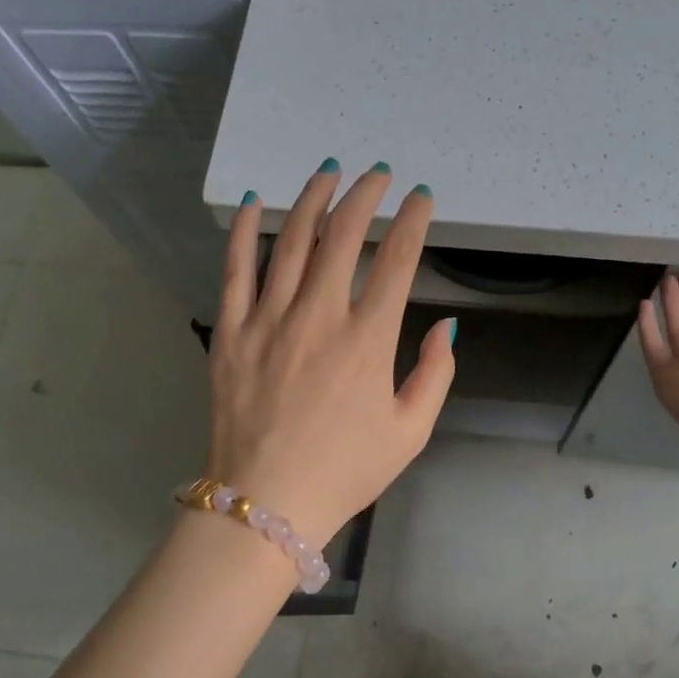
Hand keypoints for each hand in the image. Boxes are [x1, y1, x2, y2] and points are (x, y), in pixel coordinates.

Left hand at [206, 162, 455, 545]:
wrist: (264, 505)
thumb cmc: (344, 471)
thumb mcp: (411, 432)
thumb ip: (436, 375)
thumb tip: (447, 326)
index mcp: (367, 341)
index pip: (396, 261)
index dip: (413, 221)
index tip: (421, 197)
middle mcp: (318, 317)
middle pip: (343, 236)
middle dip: (364, 196)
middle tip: (377, 174)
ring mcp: (268, 320)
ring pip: (290, 241)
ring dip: (312, 200)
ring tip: (328, 172)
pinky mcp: (231, 332)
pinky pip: (235, 270)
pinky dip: (244, 231)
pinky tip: (255, 202)